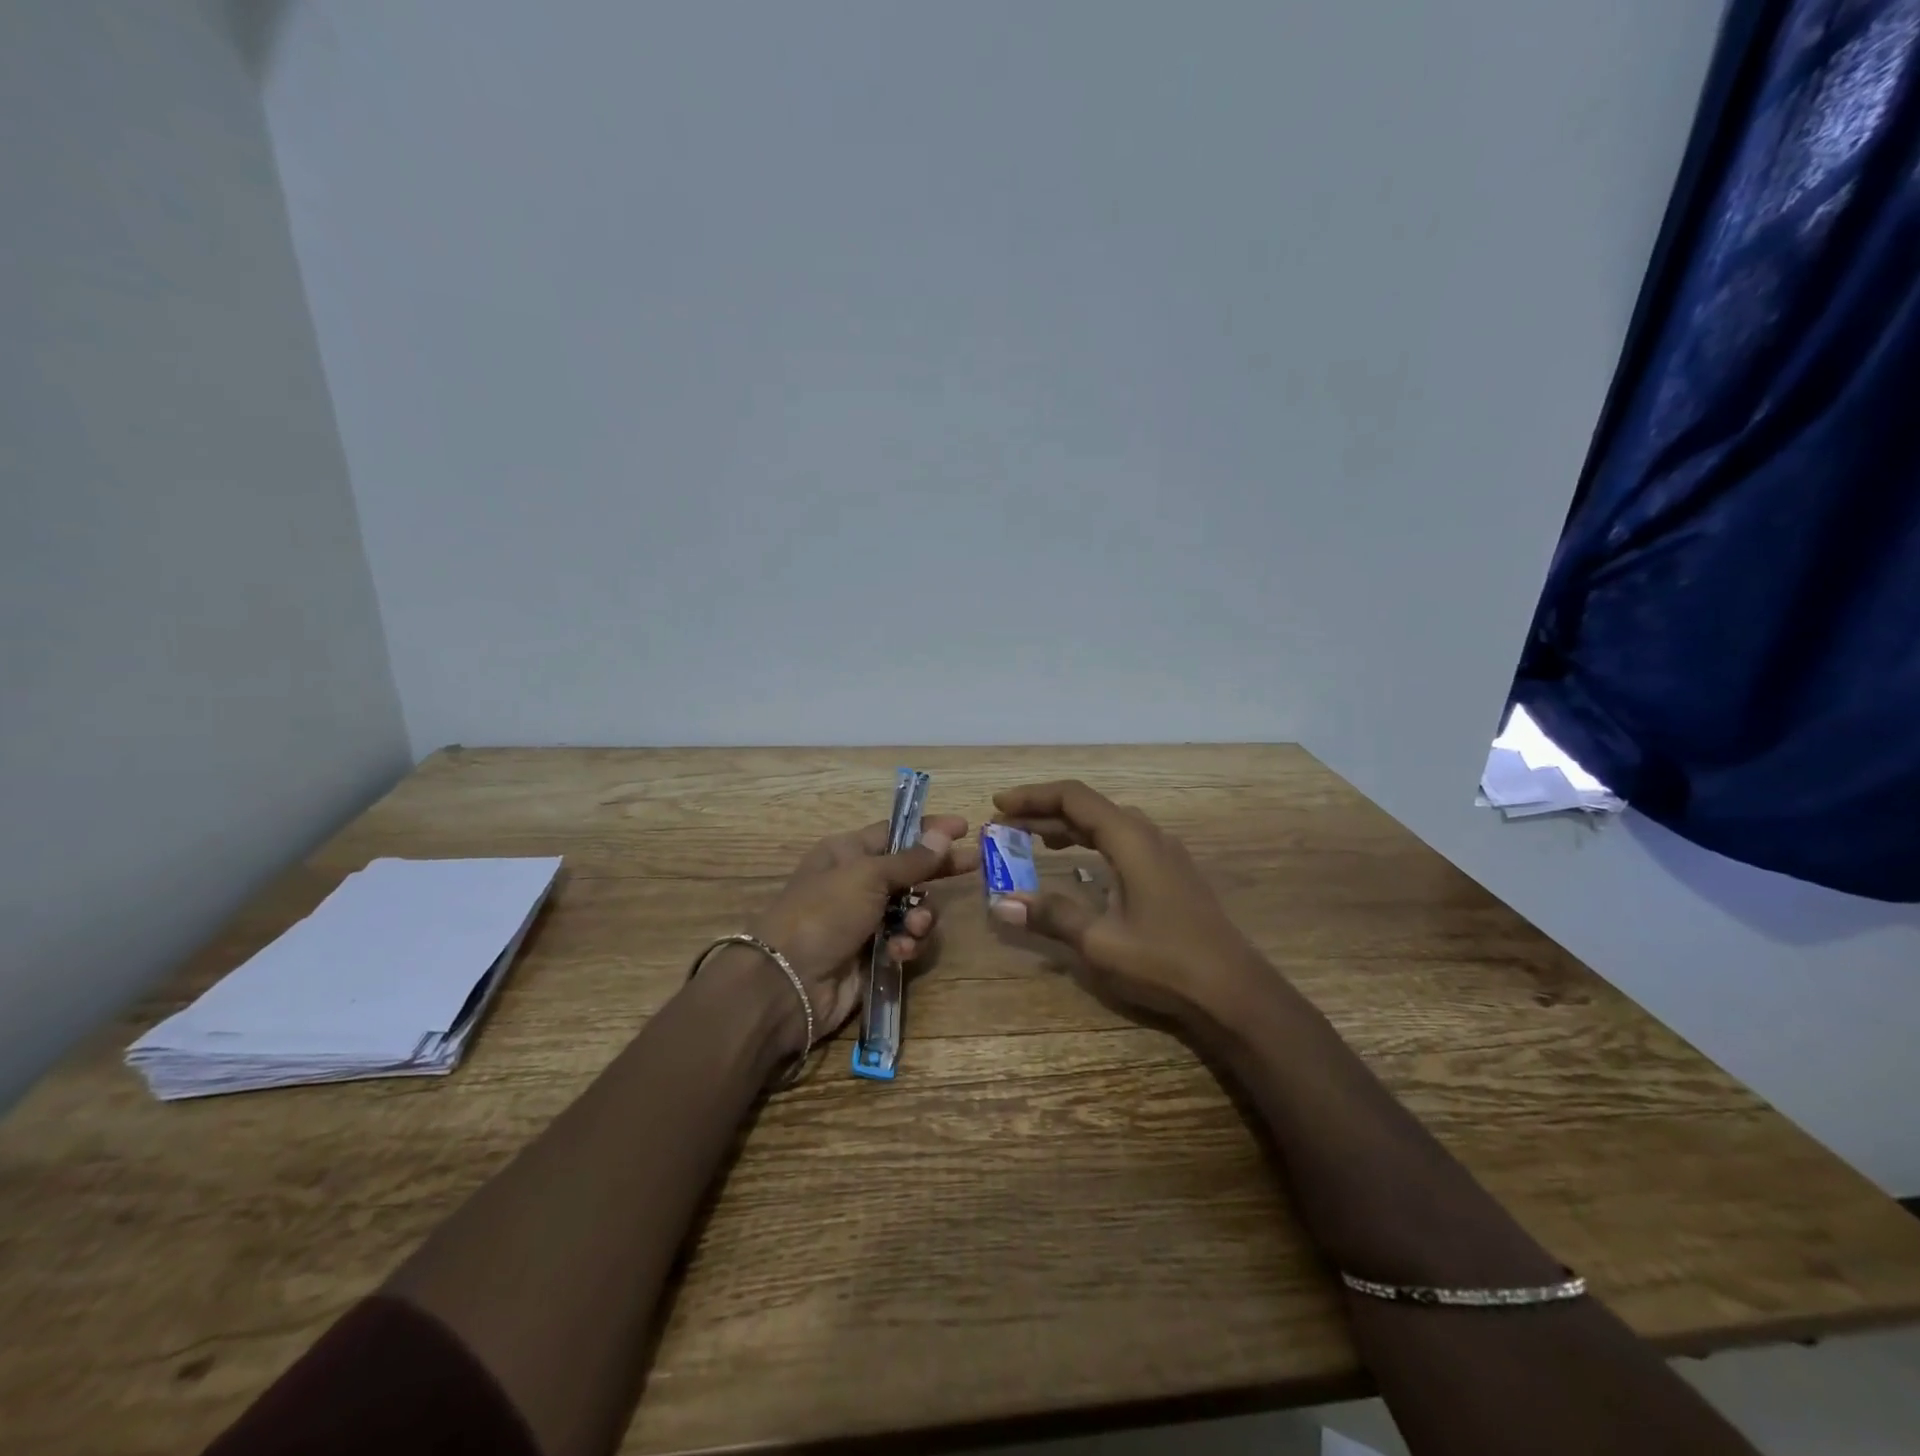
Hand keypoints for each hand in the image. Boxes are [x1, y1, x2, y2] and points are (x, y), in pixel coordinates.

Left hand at [749, 814, 975, 1041]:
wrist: (789, 981)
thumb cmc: (824, 912)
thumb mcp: (868, 876)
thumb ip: (911, 859)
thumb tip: (944, 833)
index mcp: (847, 853)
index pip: (895, 832)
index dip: (928, 829)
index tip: (964, 827)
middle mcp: (857, 883)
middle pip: (909, 870)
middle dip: (938, 870)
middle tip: (974, 866)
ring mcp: (865, 921)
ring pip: (913, 909)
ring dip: (921, 917)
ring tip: (914, 926)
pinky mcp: (873, 954)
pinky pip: (905, 941)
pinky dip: (907, 945)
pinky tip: (900, 952)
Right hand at [989, 781, 1262, 1026]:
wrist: (1234, 993)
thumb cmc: (1165, 963)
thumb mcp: (1100, 942)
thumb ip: (1051, 915)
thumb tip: (1001, 902)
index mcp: (1130, 840)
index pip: (1073, 798)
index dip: (1033, 797)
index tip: (998, 805)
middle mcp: (1148, 836)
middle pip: (1089, 807)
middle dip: (1044, 812)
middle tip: (1005, 826)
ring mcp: (1165, 855)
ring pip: (1107, 824)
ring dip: (1068, 827)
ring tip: (1032, 839)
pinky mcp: (1172, 874)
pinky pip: (1123, 842)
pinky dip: (1091, 842)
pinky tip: (1079, 864)